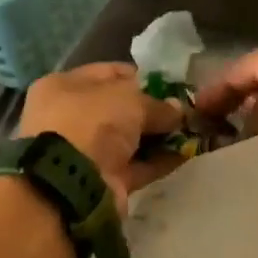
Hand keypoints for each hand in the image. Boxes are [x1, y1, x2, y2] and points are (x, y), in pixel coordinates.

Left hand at [17, 62, 184, 209]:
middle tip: (185, 110)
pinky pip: (136, 166)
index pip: (107, 74)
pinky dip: (159, 161)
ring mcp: (85, 152)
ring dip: (159, 136)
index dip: (140, 77)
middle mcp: (70, 118)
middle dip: (152, 110)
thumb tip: (177, 110)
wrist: (71, 183)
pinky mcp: (102, 181)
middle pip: (119, 109)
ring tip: (193, 131)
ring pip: (129, 140)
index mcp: (63, 87)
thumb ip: (156, 104)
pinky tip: (187, 154)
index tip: (170, 84)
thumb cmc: (92, 123)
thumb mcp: (129, 100)